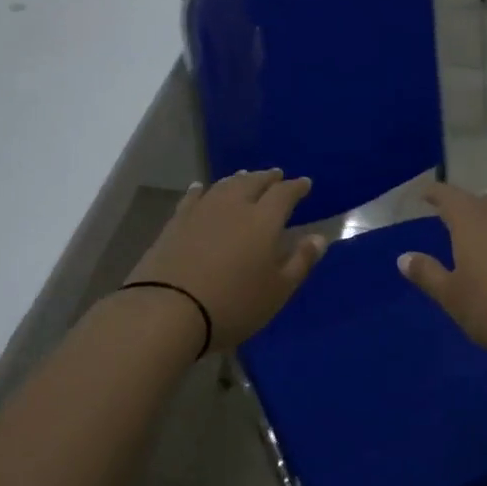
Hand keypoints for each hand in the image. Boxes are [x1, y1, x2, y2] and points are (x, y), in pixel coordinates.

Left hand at [127, 170, 327, 351]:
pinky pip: (193, 197)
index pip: (284, 194)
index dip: (296, 187)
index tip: (304, 183)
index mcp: (264, 220)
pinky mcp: (175, 223)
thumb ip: (300, 261)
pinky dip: (202, 190)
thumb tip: (319, 237)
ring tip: (245, 177)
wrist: (168, 310)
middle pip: (253, 182)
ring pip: (224, 185)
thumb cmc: (233, 304)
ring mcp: (201, 211)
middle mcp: (234, 206)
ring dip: (238, 179)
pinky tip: (201, 188)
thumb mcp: (278, 291)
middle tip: (276, 175)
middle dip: (267, 177)